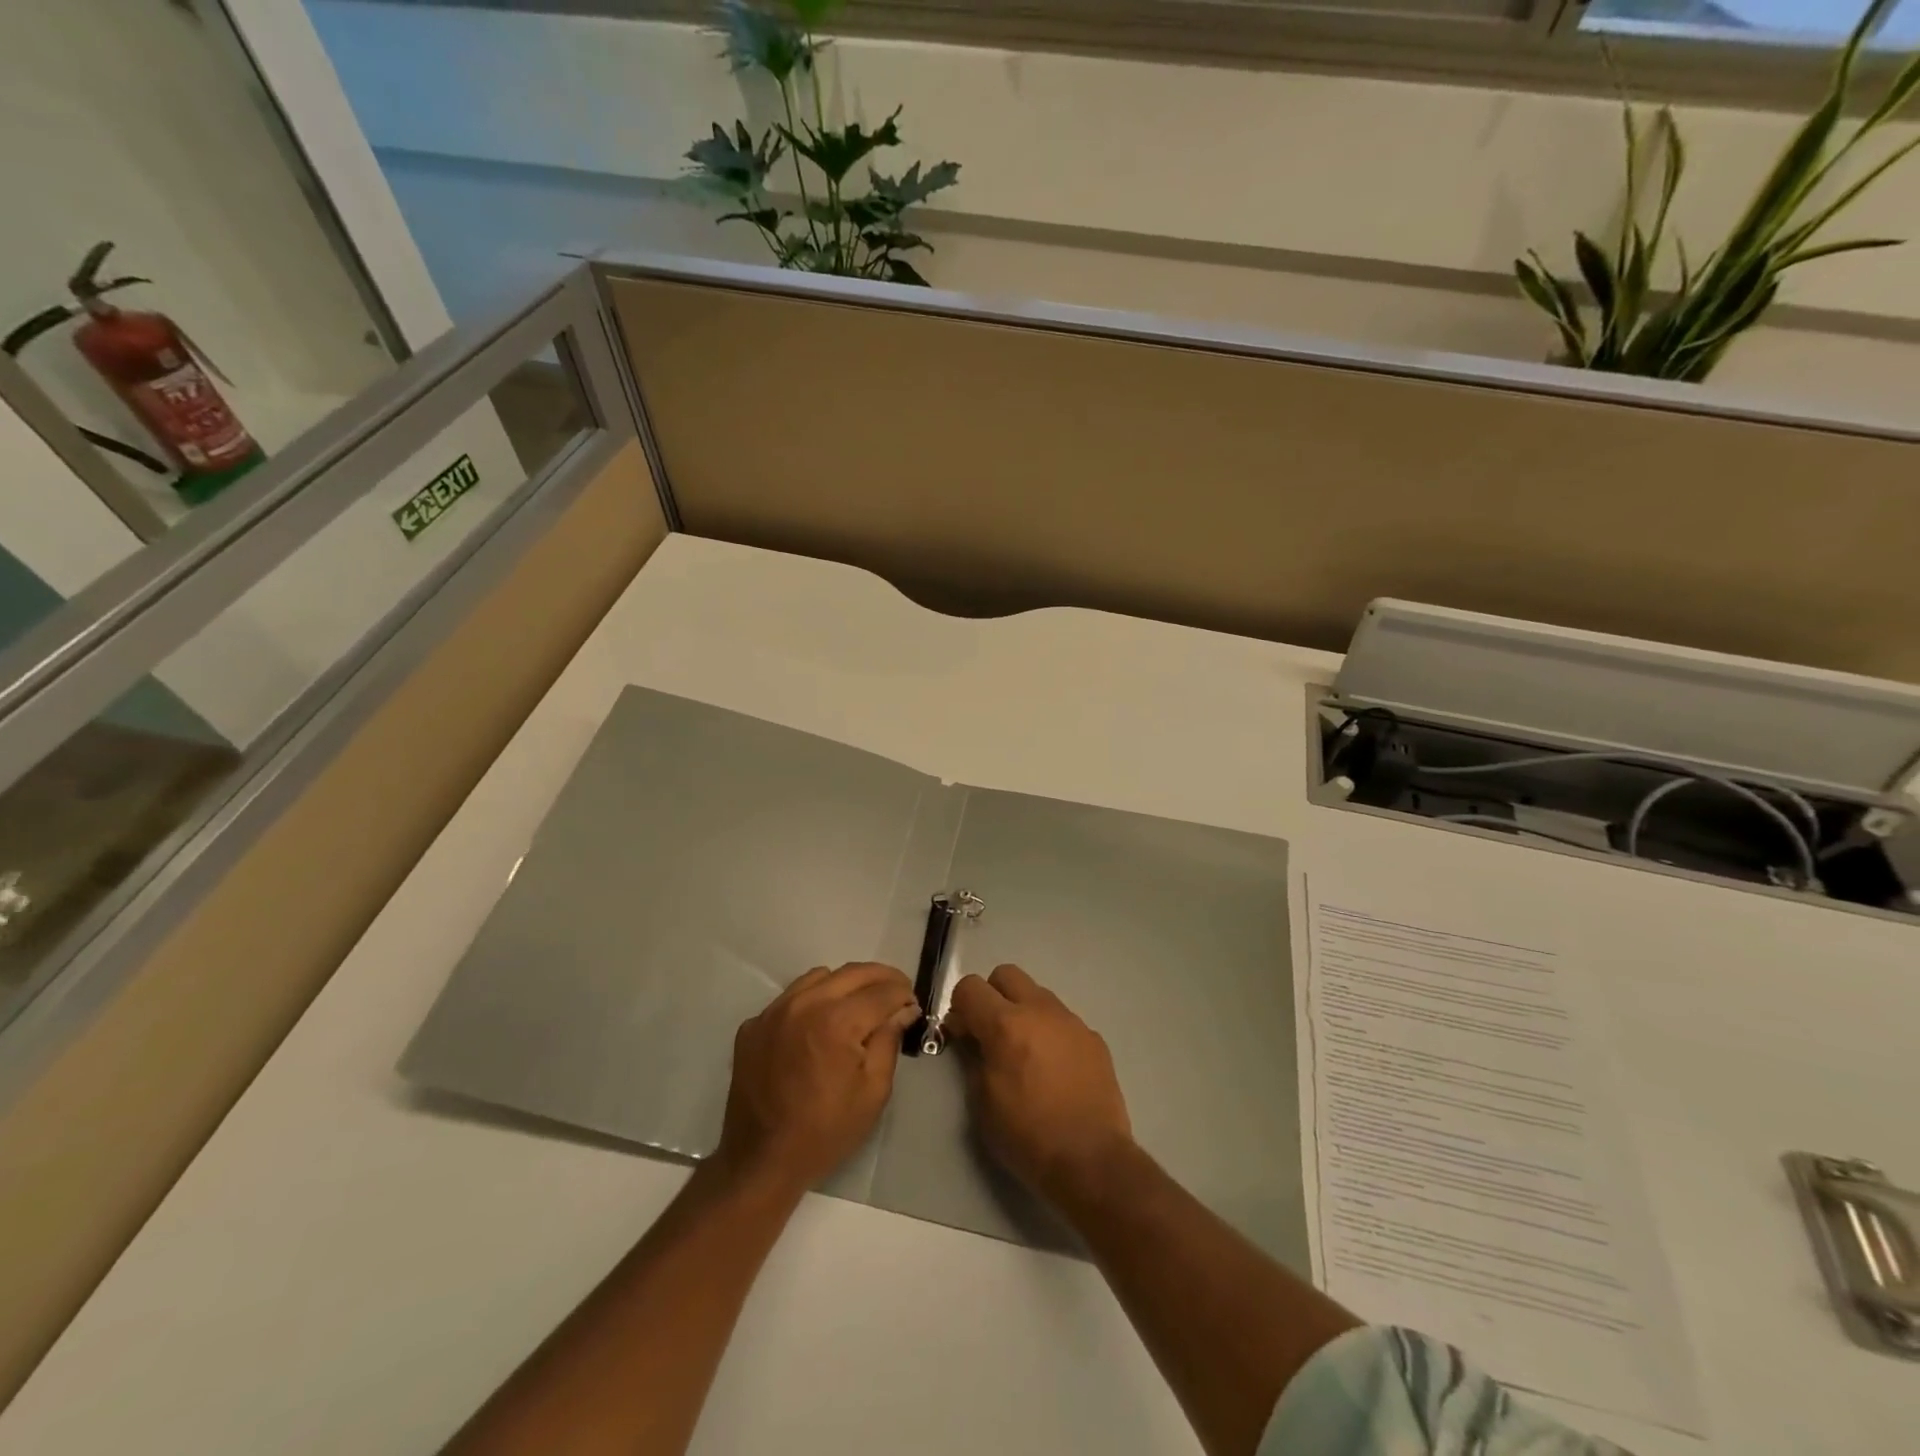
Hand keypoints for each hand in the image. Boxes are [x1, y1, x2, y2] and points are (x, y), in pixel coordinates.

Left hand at [715, 962, 919, 1195]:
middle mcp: (805, 1004)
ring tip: (859, 1005)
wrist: (761, 1161)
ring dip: (846, 984)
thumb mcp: (873, 1091)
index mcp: (837, 1021)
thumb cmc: (825, 1131)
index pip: (882, 991)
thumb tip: (903, 1008)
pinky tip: (819, 1026)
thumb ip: (889, 1040)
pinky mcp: (754, 1024)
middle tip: (897, 993)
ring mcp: (774, 1011)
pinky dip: (812, 1000)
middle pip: (853, 972)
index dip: (903, 994)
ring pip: (820, 977)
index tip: (913, 1003)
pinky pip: (791, 997)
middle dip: (881, 978)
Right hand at [946, 964, 1132, 1208]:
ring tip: (1026, 1052)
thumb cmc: (1028, 1136)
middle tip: (991, 1032)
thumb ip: (973, 1059)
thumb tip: (973, 1038)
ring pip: (1037, 994)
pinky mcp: (1093, 1037)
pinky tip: (1054, 1069)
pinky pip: (1063, 1020)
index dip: (960, 1007)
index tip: (962, 1034)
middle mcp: (1039, 1010)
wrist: (1091, 1159)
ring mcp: (1071, 1021)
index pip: (970, 986)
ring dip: (1023, 1011)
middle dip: (992, 995)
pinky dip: (1050, 1032)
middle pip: (1006, 974)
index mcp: (1006, 1024)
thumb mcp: (982, 1103)